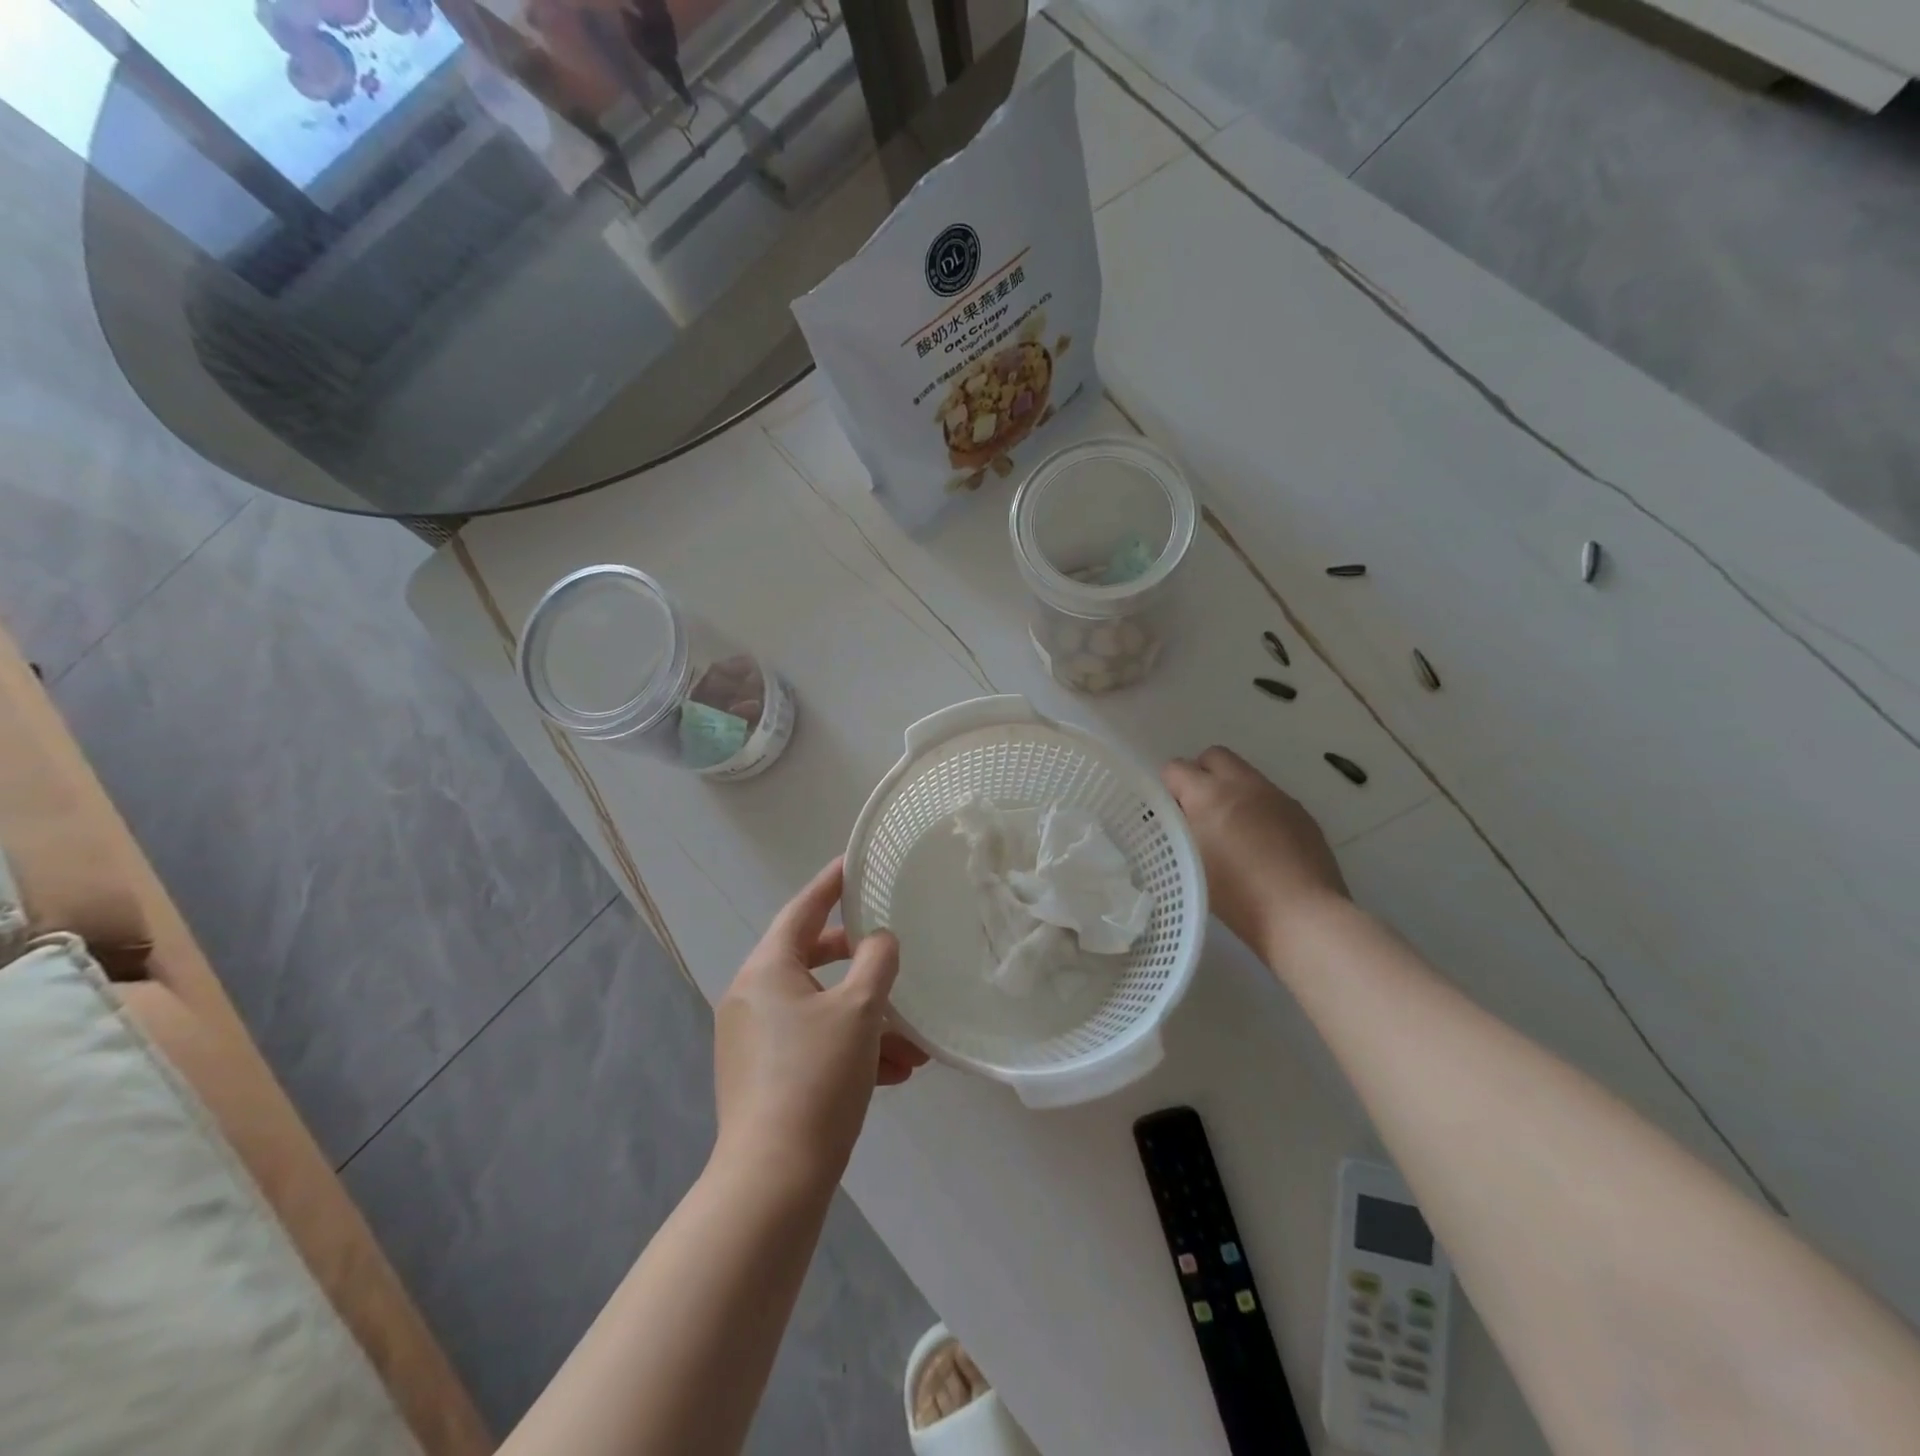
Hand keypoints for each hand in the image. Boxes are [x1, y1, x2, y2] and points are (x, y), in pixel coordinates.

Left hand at [714, 859, 927, 1184]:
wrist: (773, 1182)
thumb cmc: (816, 1078)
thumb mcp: (860, 1010)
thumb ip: (877, 961)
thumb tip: (880, 940)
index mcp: (766, 970)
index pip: (803, 910)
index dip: (832, 884)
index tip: (855, 863)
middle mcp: (752, 997)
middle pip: (812, 960)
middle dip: (861, 965)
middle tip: (892, 956)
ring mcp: (754, 1040)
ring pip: (819, 1010)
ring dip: (867, 1021)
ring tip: (913, 1046)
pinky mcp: (762, 1077)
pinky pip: (812, 1045)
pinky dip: (849, 1049)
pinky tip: (893, 1074)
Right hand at [1163, 747, 1348, 953]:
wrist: (1303, 915)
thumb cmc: (1236, 895)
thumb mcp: (1189, 862)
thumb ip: (1178, 830)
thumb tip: (1176, 816)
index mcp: (1209, 794)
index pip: (1175, 768)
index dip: (1168, 788)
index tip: (1169, 814)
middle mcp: (1243, 784)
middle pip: (1214, 756)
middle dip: (1200, 775)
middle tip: (1197, 811)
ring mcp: (1276, 796)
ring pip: (1244, 775)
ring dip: (1230, 791)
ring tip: (1229, 831)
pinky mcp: (1300, 812)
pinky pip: (1269, 797)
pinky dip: (1256, 809)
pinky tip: (1260, 846)